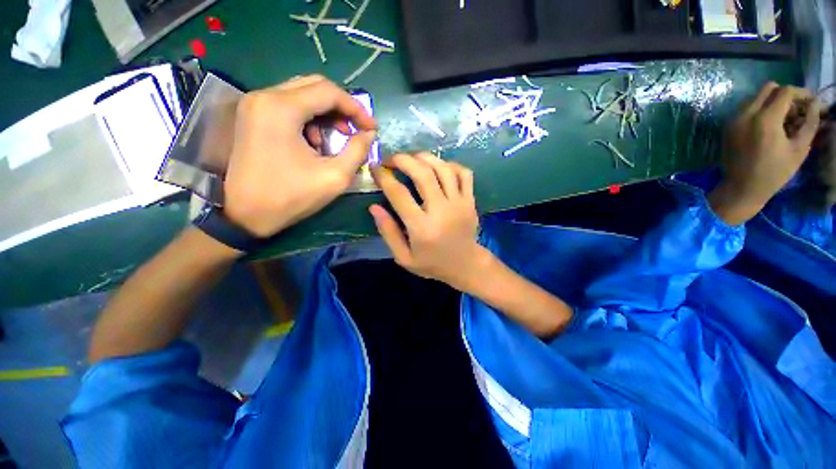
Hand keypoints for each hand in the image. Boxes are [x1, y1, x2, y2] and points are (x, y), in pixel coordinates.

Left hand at [223, 75, 376, 236]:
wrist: (244, 214)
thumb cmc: (291, 197)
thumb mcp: (334, 177)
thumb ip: (357, 151)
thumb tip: (369, 134)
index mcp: (282, 108)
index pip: (329, 92)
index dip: (356, 108)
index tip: (372, 128)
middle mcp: (265, 96)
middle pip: (314, 86)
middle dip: (342, 107)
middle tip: (356, 130)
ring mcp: (255, 104)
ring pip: (301, 94)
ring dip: (325, 114)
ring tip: (335, 140)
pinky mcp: (252, 116)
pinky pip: (288, 106)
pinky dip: (309, 119)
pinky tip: (313, 142)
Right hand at [370, 153, 487, 289]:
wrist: (466, 265)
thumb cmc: (432, 264)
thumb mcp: (404, 257)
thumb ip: (388, 232)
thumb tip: (374, 207)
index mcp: (422, 227)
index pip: (399, 194)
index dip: (384, 177)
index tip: (375, 168)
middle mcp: (441, 211)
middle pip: (422, 173)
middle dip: (403, 160)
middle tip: (391, 159)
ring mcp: (460, 203)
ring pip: (443, 168)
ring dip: (425, 158)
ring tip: (412, 159)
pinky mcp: (471, 201)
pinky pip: (464, 173)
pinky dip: (450, 164)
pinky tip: (439, 167)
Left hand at [710, 82, 820, 224]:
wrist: (741, 188)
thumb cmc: (774, 172)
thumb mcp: (800, 148)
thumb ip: (809, 123)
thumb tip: (816, 103)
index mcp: (765, 119)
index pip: (785, 91)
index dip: (801, 93)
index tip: (811, 102)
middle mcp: (745, 114)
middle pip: (768, 88)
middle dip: (786, 95)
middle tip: (797, 110)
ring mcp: (733, 120)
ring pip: (756, 97)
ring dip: (772, 101)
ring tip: (785, 119)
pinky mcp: (727, 126)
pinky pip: (746, 108)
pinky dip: (760, 109)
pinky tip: (771, 125)